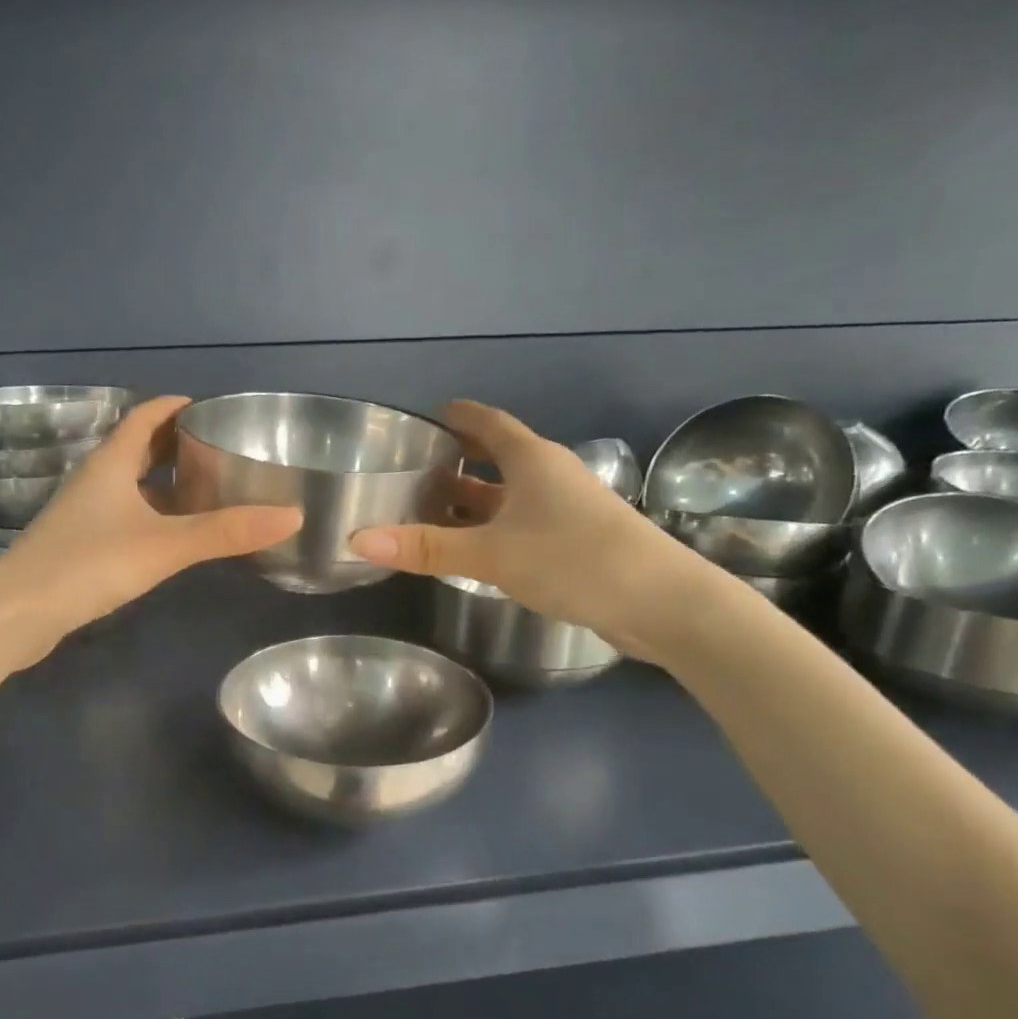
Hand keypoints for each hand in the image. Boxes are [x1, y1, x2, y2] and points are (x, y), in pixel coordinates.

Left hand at [0, 395, 301, 664]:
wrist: (17, 614)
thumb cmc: (88, 564)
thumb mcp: (164, 545)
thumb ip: (225, 532)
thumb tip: (291, 515)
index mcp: (111, 463)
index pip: (145, 418)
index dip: (176, 407)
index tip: (212, 407)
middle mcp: (95, 481)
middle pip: (138, 449)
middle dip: (176, 444)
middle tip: (220, 449)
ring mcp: (84, 514)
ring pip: (130, 485)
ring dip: (164, 483)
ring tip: (207, 489)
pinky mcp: (80, 545)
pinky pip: (124, 516)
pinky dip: (152, 514)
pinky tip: (172, 535)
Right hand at [349, 400, 714, 660]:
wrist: (660, 602)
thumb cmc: (572, 559)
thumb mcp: (491, 553)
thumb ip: (425, 547)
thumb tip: (356, 539)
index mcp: (532, 460)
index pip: (489, 423)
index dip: (459, 416)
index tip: (430, 416)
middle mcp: (550, 476)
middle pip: (498, 458)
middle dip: (459, 462)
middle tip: (415, 470)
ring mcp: (566, 510)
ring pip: (509, 496)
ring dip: (474, 502)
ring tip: (430, 511)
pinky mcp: (575, 542)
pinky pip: (521, 524)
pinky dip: (492, 529)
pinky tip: (472, 550)